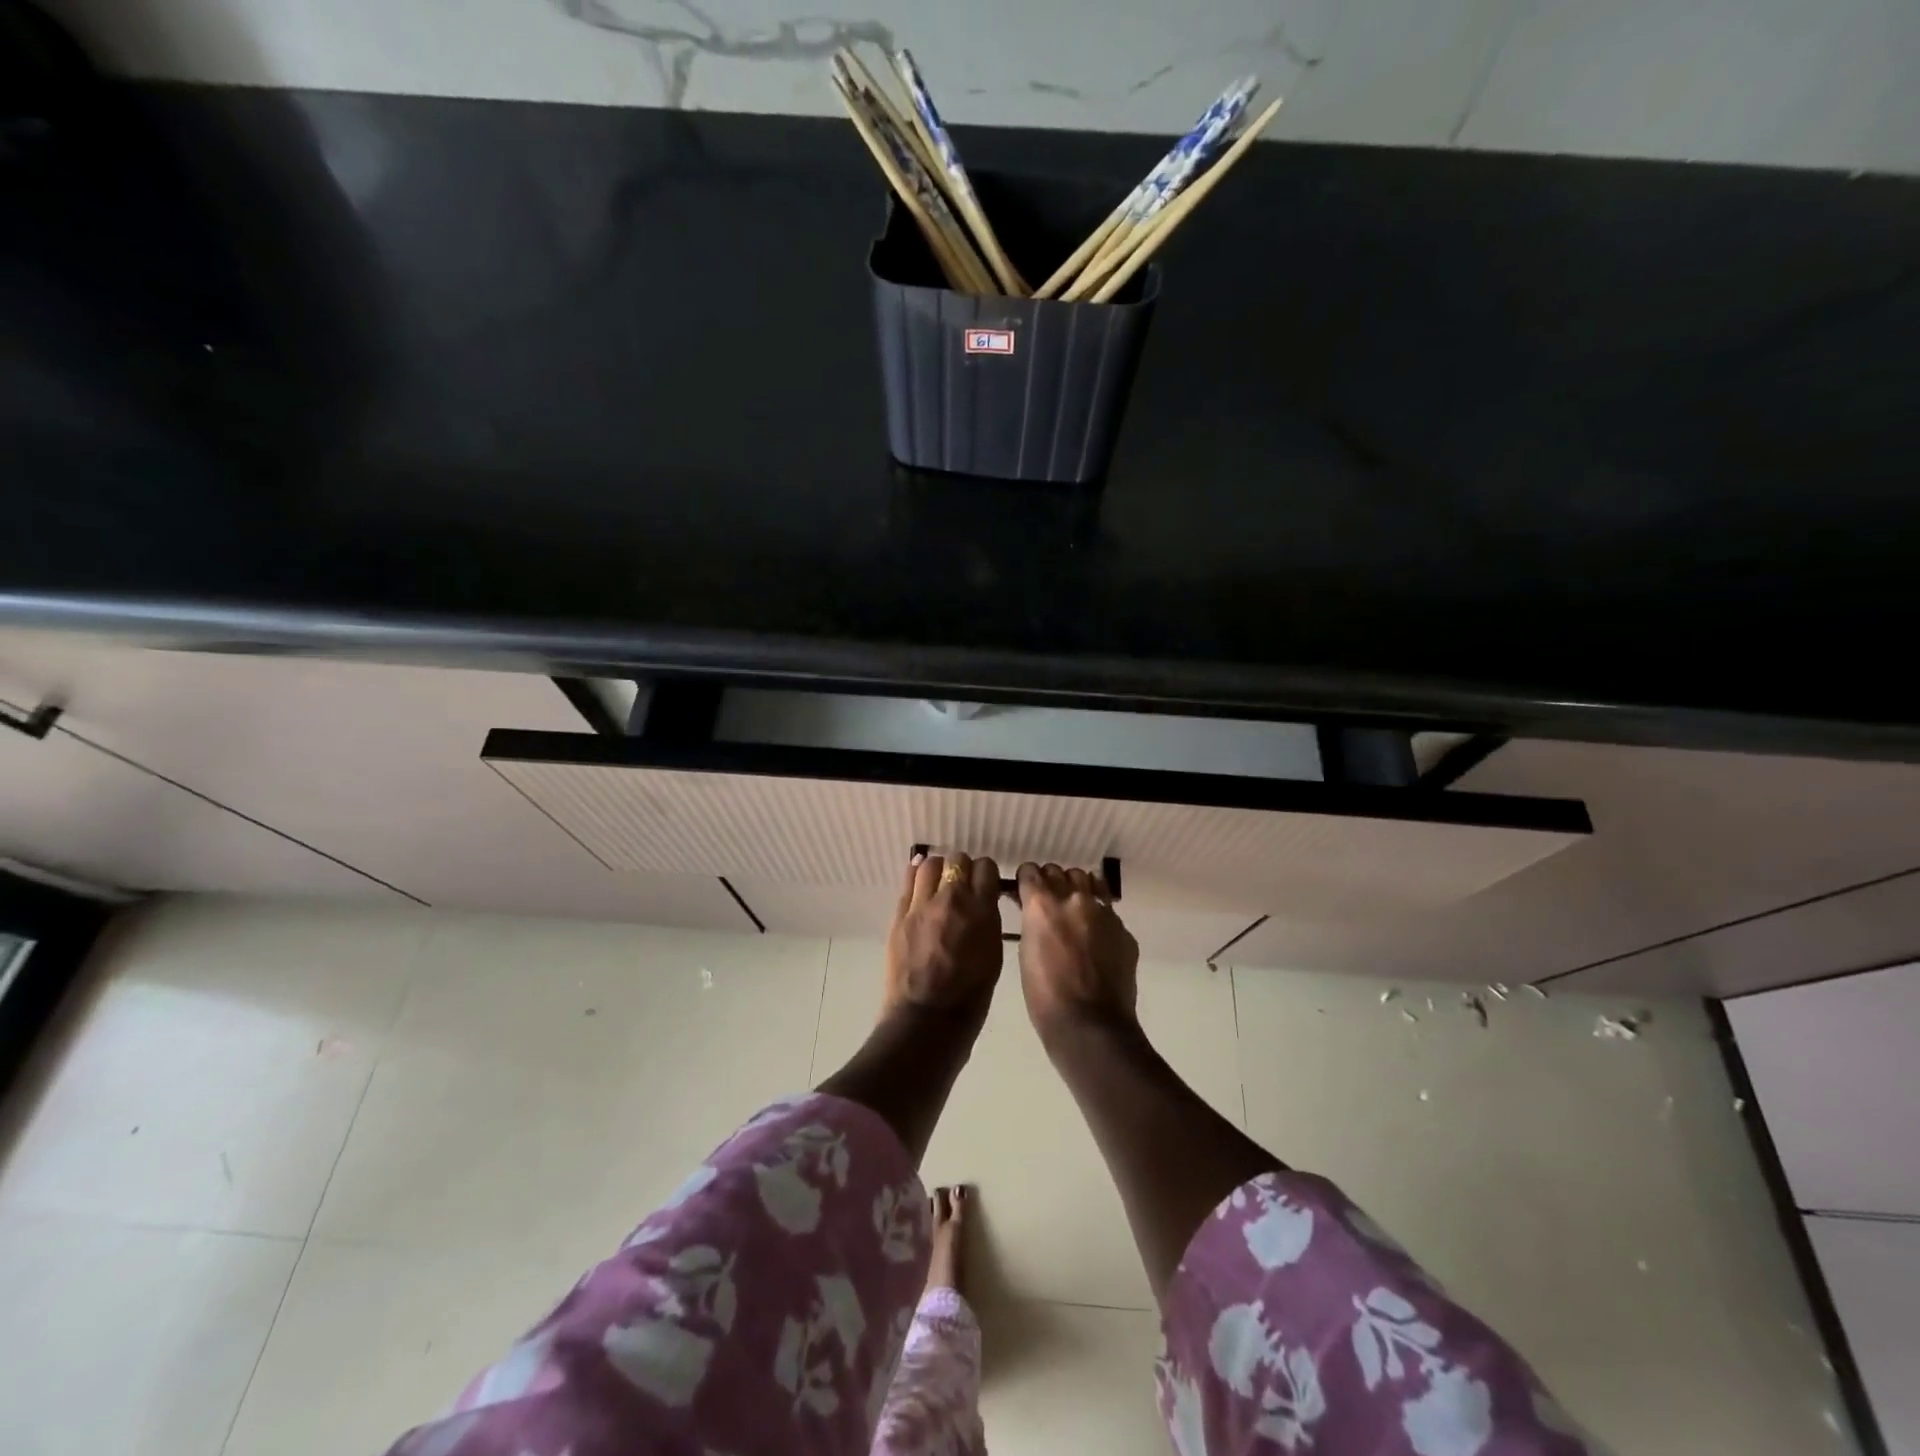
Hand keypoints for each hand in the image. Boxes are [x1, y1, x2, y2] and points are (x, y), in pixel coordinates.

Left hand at [883, 852, 1004, 1023]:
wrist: (926, 1020)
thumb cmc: (969, 997)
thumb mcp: (993, 955)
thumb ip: (988, 922)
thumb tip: (982, 904)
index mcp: (982, 911)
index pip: (986, 868)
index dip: (986, 874)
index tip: (984, 884)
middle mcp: (952, 899)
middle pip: (958, 860)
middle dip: (962, 869)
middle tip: (962, 885)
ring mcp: (922, 905)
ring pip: (930, 864)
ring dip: (938, 870)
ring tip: (939, 884)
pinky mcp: (900, 915)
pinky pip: (909, 881)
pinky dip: (916, 877)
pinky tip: (920, 884)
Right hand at [1015, 862, 1138, 1045]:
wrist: (1091, 1025)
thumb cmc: (1045, 996)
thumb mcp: (1026, 953)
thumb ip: (1033, 923)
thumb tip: (1035, 911)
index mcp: (1042, 905)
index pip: (1030, 871)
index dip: (1027, 880)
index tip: (1025, 890)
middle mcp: (1073, 899)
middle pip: (1059, 871)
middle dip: (1051, 882)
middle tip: (1048, 902)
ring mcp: (1103, 912)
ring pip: (1087, 881)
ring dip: (1076, 889)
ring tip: (1073, 909)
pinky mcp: (1123, 929)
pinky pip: (1107, 909)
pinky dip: (1098, 914)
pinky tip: (1095, 936)